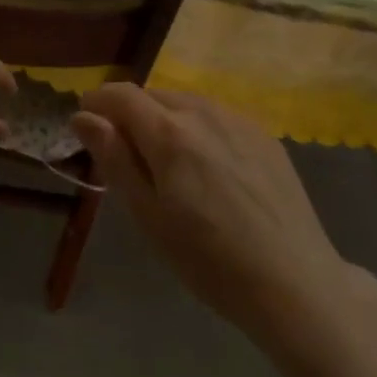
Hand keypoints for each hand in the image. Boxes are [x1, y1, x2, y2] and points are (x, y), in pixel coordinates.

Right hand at [72, 85, 354, 342]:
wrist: (294, 281)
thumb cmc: (209, 259)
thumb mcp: (149, 216)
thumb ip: (115, 158)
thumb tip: (83, 116)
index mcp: (170, 133)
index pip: (121, 95)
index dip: (96, 102)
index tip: (85, 126)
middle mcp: (204, 112)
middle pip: (153, 95)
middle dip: (129, 114)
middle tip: (124, 155)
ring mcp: (239, 120)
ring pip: (186, 102)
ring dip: (164, 118)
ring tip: (165, 162)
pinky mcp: (265, 135)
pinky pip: (217, 116)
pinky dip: (197, 128)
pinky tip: (207, 166)